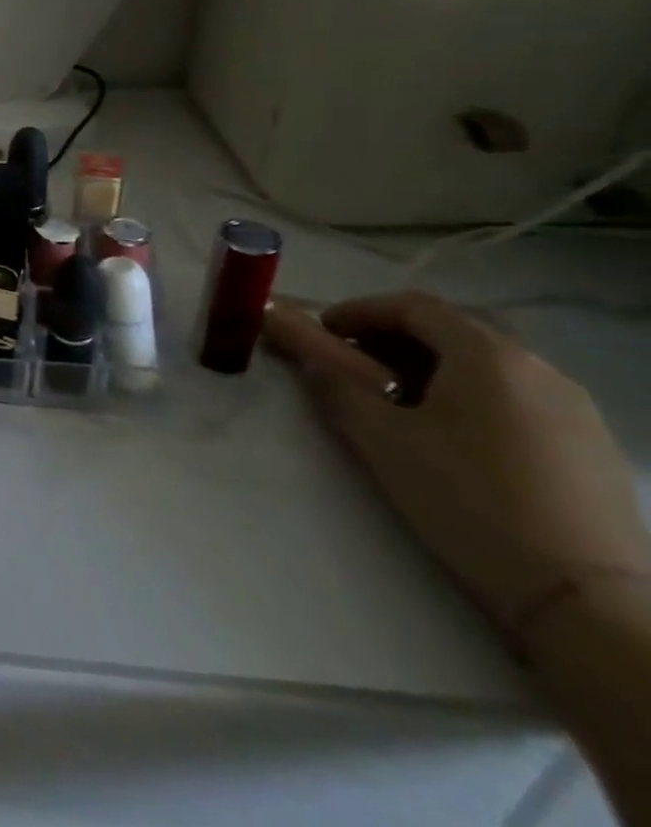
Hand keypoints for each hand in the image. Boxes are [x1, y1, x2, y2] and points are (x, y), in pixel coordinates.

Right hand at [264, 292, 650, 649]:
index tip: (322, 331)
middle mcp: (540, 368)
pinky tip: (453, 436)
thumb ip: (334, 386)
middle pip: (453, 330)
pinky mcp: (593, 446)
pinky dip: (472, 395)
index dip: (359, 310)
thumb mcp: (378, 439)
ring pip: (487, 365)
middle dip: (393, 337)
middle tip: (352, 364)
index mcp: (488, 356)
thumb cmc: (467, 500)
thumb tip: (310, 358)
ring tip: (398, 402)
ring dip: (433, 367)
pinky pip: (518, 397)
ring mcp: (577, 409)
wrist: (583, 599)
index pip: (413, 306)